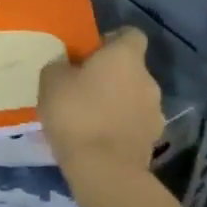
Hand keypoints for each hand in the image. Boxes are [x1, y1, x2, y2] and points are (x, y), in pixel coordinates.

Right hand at [39, 27, 164, 188]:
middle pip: (131, 69)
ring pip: (134, 98)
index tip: (90, 52)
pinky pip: (134, 125)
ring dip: (117, 103)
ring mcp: (155, 113)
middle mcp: (148, 80)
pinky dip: (120, 127)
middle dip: (111, 75)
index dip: (112, 40)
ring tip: (89, 118)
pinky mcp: (153, 143)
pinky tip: (98, 139)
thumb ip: (62, 65)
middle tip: (83, 87)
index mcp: (126, 57)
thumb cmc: (76, 113)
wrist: (104, 172)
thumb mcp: (51, 80)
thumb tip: (68, 65)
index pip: (131, 34)